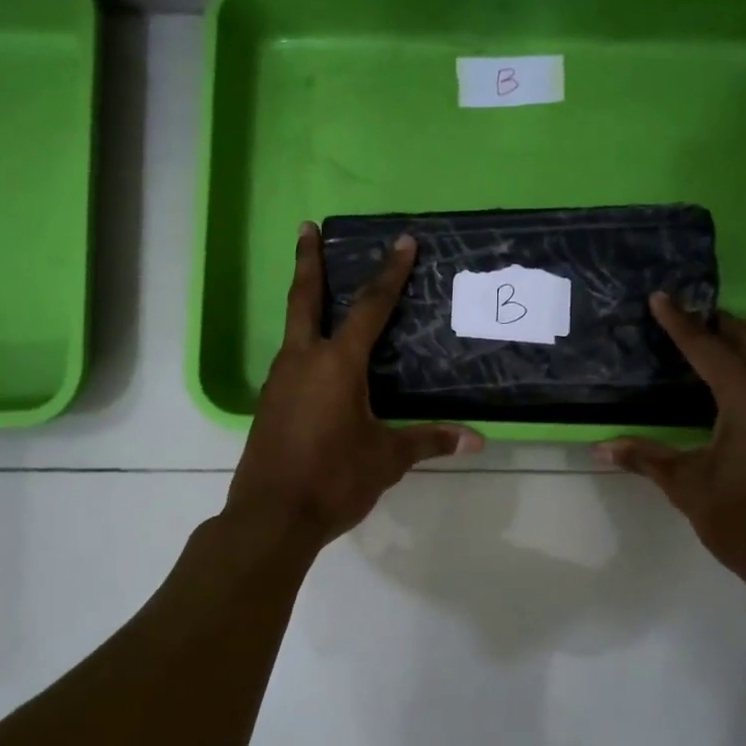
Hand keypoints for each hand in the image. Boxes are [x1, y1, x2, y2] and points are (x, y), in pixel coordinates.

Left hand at [226, 223, 483, 546]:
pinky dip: (302, 345)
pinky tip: (314, 362)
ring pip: (292, 330)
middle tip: (306, 228)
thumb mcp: (387, 458)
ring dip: (304, 303)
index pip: (370, 308)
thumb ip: (428, 441)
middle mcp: (302, 361)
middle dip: (308, 261)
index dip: (390, 273)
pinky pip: (289, 362)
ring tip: (318, 292)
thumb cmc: (334, 479)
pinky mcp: (268, 405)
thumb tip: (477, 440)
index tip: (402, 241)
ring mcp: (278, 382)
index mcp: (337, 364)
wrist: (271, 517)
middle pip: (305, 299)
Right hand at [596, 295, 745, 597]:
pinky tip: (737, 384)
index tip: (661, 297)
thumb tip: (600, 448)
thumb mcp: (688, 487)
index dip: (680, 323)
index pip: (708, 348)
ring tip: (707, 342)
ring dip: (741, 344)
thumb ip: (646, 458)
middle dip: (717, 324)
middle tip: (685, 316)